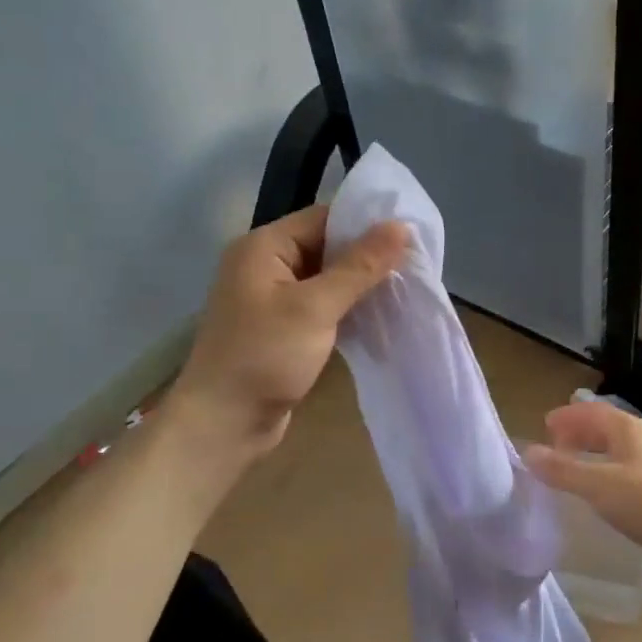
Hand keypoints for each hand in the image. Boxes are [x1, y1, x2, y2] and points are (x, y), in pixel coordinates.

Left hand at [167, 204, 407, 463]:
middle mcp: (265, 266)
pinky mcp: (282, 330)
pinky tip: (379, 317)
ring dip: (360, 286)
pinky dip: (347, 310)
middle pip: (325, 247)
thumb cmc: (266, 356)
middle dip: (367, 256)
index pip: (323, 218)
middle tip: (416, 264)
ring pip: (326, 280)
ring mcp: (272, 300)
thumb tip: (400, 226)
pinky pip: (320, 308)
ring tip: (405, 289)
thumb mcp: (315, 307)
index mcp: (263, 247)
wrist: (225, 422)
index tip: (411, 234)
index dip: (366, 223)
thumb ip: (359, 266)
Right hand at [524, 401, 641, 578]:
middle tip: (553, 447)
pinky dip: (601, 472)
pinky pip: (621, 471)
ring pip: (614, 450)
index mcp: (629, 429)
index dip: (568, 416)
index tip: (544, 426)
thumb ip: (561, 469)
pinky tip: (593, 491)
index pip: (593, 411)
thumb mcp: (595, 483)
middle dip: (577, 433)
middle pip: (604, 428)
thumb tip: (528, 453)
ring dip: (589, 454)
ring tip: (568, 468)